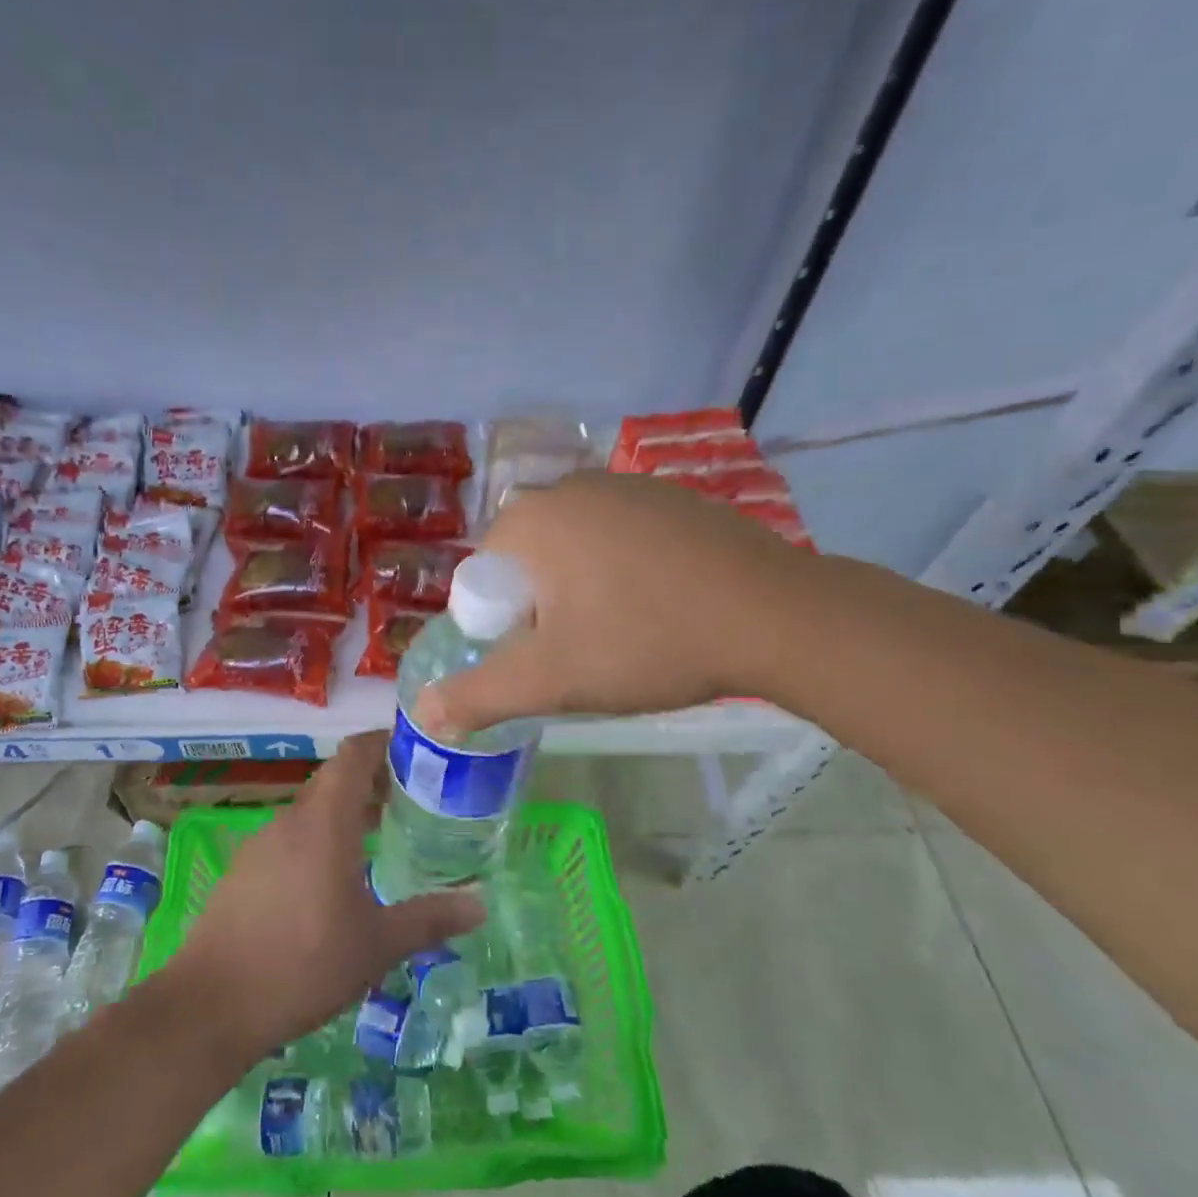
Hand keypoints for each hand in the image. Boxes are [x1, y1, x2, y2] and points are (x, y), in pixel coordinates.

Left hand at [167, 733, 484, 1067]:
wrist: (211, 1006)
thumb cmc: (304, 964)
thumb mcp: (377, 946)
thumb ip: (429, 920)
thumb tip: (479, 906)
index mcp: (325, 821)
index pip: (354, 754)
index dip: (384, 742)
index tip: (417, 750)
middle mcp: (291, 820)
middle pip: (335, 780)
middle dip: (372, 781)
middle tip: (413, 798)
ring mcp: (261, 843)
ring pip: (312, 810)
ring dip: (345, 813)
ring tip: (381, 837)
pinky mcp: (244, 870)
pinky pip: (291, 837)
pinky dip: (319, 839)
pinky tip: (334, 880)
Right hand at [414, 471, 818, 738]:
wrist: (774, 616)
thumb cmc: (646, 641)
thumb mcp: (552, 680)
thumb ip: (479, 695)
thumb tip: (422, 711)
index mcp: (531, 519)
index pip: (485, 577)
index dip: (507, 625)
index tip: (551, 656)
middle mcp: (570, 486)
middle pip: (529, 561)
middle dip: (544, 606)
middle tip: (588, 649)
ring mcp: (627, 485)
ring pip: (576, 547)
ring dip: (584, 588)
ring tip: (629, 629)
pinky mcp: (673, 496)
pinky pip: (623, 536)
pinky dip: (627, 567)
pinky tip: (665, 601)